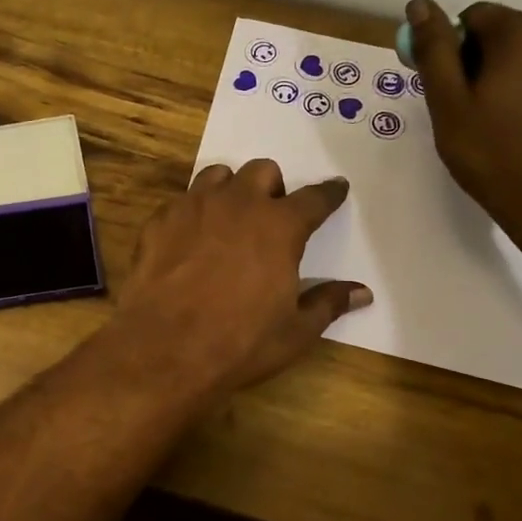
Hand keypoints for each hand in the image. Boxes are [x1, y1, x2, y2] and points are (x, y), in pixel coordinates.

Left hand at [112, 159, 369, 398]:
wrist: (163, 349)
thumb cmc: (239, 343)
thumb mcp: (294, 332)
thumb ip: (328, 304)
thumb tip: (362, 293)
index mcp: (279, 226)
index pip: (314, 199)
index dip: (328, 194)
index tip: (336, 189)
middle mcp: (238, 204)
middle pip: (262, 171)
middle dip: (272, 187)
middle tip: (270, 215)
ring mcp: (193, 207)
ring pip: (217, 175)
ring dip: (229, 190)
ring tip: (228, 218)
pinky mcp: (159, 221)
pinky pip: (181, 202)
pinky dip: (192, 213)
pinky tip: (189, 240)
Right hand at [404, 0, 521, 266]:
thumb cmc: (495, 156)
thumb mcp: (450, 105)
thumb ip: (435, 51)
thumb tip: (420, 4)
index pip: (473, 17)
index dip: (452, 50)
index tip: (445, 91)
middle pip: (504, 34)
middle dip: (480, 63)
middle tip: (467, 114)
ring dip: (507, 78)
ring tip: (497, 126)